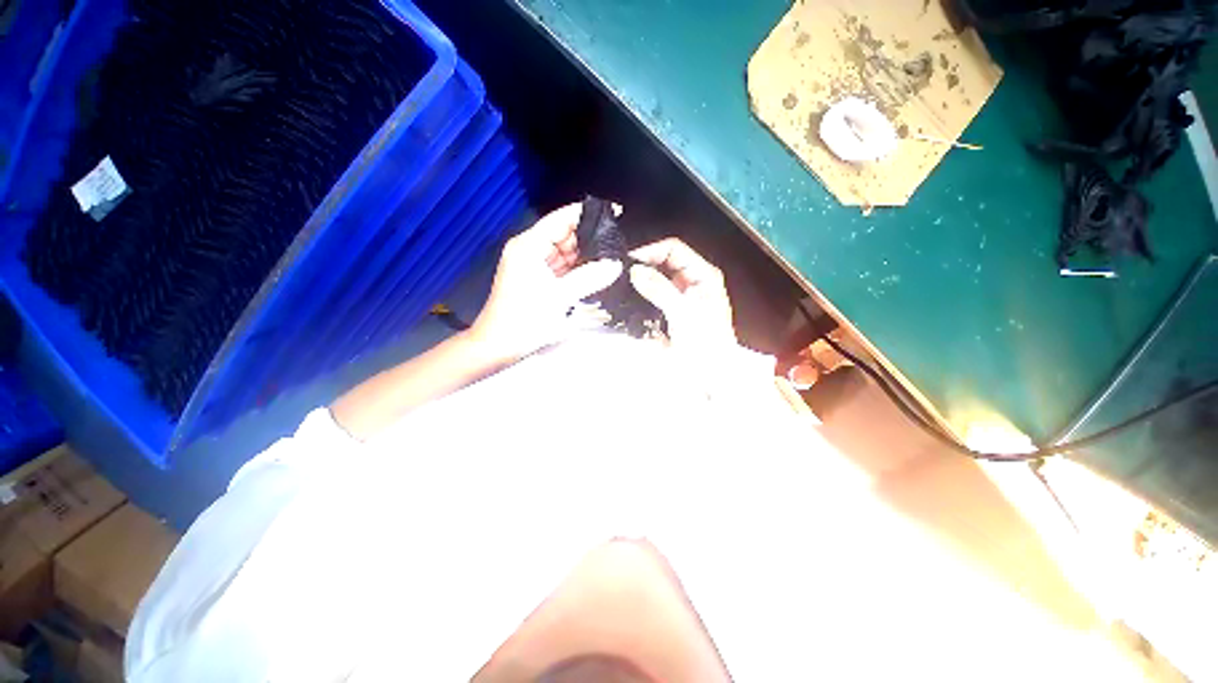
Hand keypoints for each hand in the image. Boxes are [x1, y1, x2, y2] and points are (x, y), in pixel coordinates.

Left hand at [470, 203, 622, 362]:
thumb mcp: (560, 296)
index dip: (587, 214)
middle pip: (565, 236)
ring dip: (586, 257)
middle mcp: (530, 250)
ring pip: (566, 253)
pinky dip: (577, 270)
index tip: (615, 212)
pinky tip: (596, 273)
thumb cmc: (524, 319)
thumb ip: (589, 277)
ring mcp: (534, 266)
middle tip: (618, 244)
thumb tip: (615, 264)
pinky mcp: (538, 280)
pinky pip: (562, 268)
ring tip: (612, 258)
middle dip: (590, 239)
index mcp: (529, 246)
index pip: (561, 219)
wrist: (499, 346)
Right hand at [628, 238, 736, 356]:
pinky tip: (630, 300)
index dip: (651, 251)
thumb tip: (634, 270)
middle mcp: (693, 281)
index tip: (628, 262)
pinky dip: (642, 296)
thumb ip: (659, 290)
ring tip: (622, 286)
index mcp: (703, 275)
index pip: (673, 250)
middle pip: (664, 263)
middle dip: (643, 266)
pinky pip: (655, 296)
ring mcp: (682, 296)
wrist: (711, 376)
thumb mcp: (683, 314)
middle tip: (621, 275)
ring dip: (641, 281)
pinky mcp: (672, 311)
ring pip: (658, 279)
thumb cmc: (706, 344)